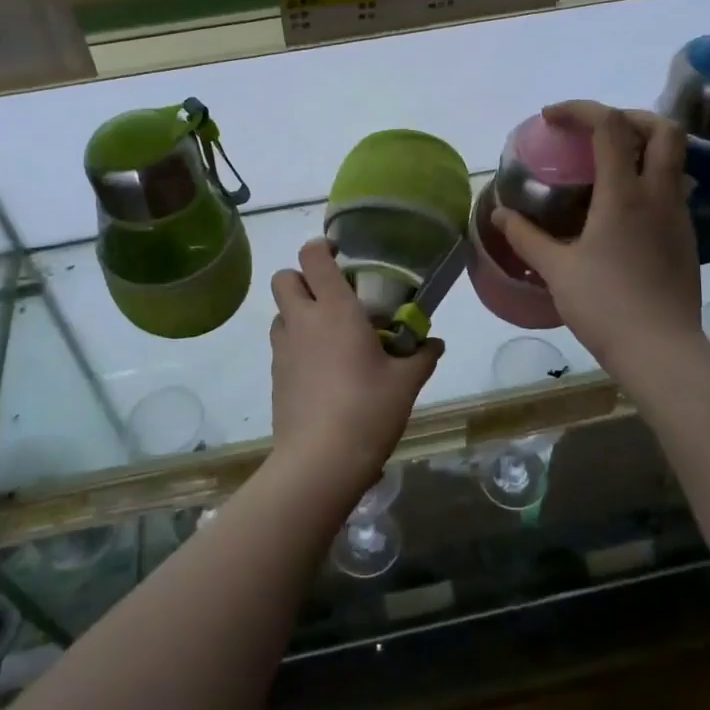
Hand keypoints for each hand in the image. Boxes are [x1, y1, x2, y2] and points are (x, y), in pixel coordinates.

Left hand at [268, 239, 442, 496]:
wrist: (320, 461)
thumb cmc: (368, 410)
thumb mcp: (406, 383)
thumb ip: (421, 356)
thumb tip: (434, 343)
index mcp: (335, 309)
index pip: (312, 256)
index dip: (321, 248)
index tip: (340, 256)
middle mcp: (302, 320)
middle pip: (284, 277)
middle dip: (302, 278)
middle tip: (332, 296)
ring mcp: (282, 348)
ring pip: (280, 312)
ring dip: (298, 312)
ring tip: (327, 336)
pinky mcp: (274, 375)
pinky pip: (281, 345)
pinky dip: (296, 344)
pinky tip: (321, 370)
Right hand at [492, 101, 706, 372]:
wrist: (661, 351)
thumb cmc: (605, 306)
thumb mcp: (557, 270)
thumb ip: (526, 237)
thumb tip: (500, 213)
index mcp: (623, 194)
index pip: (609, 126)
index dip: (579, 109)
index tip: (551, 118)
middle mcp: (658, 195)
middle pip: (663, 129)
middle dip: (629, 115)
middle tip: (595, 130)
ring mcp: (678, 216)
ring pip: (675, 158)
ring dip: (644, 146)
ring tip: (608, 164)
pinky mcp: (686, 238)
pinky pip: (672, 189)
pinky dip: (649, 178)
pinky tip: (622, 208)